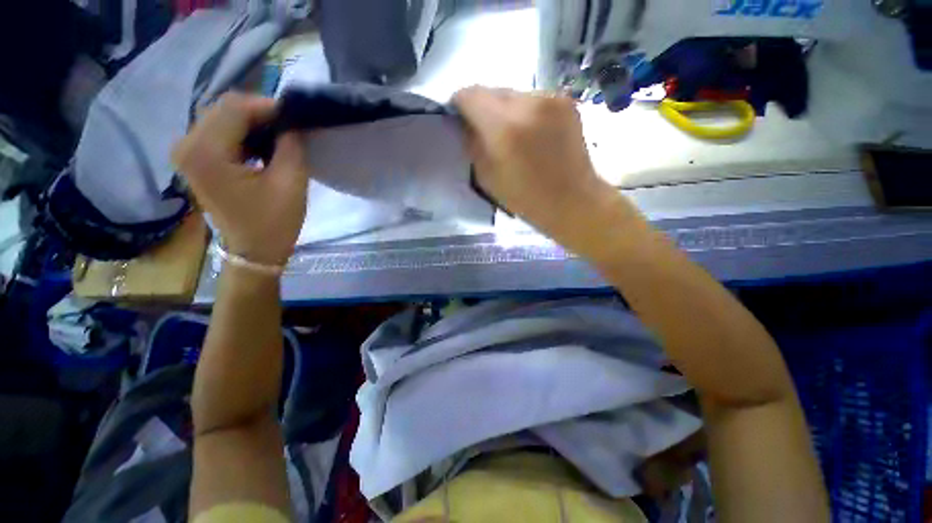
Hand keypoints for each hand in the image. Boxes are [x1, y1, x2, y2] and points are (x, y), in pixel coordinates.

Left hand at [173, 93, 308, 265]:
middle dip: (260, 113)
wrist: (253, 252)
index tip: (296, 117)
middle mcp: (187, 145)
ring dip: (252, 122)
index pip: (235, 107)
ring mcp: (187, 152)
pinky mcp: (195, 160)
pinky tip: (262, 146)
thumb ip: (291, 146)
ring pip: (221, 117)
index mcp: (206, 153)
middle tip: (290, 128)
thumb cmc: (274, 223)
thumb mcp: (291, 183)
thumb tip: (291, 122)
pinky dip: (242, 132)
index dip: (268, 106)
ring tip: (280, 137)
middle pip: (223, 108)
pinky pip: (218, 132)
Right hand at [453, 87, 614, 239]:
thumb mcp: (487, 178)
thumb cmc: (526, 199)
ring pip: (513, 94)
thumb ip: (473, 144)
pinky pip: (533, 99)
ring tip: (514, 135)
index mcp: (504, 128)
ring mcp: (551, 98)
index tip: (460, 119)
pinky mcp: (566, 101)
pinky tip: (533, 134)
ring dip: (505, 111)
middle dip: (483, 108)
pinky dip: (526, 112)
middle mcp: (528, 103)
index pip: (470, 95)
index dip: (460, 105)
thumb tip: (468, 124)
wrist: (573, 201)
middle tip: (487, 132)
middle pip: (492, 90)